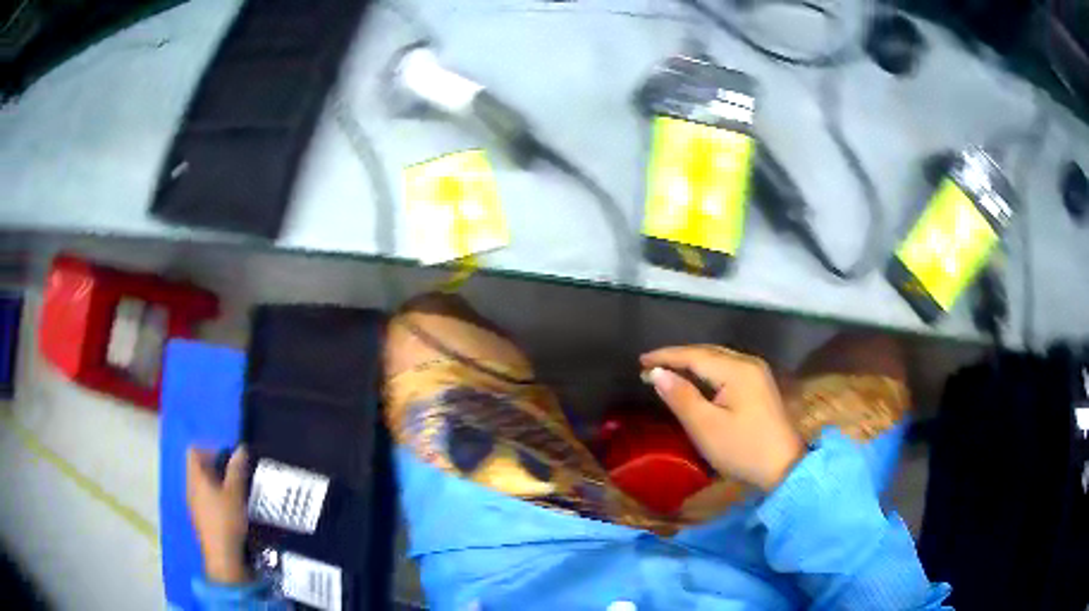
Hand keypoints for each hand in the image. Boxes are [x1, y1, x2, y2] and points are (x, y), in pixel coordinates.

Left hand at [186, 445, 249, 583]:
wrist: (222, 555)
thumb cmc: (227, 520)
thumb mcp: (235, 493)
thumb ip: (237, 470)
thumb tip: (240, 448)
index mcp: (196, 477)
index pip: (194, 452)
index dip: (210, 450)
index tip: (227, 460)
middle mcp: (190, 486)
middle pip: (197, 467)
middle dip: (215, 467)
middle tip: (234, 476)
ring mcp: (193, 503)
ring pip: (201, 484)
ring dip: (216, 483)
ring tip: (234, 493)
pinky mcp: (199, 517)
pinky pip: (203, 497)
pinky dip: (214, 496)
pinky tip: (229, 509)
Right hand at [641, 345, 804, 490]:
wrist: (784, 467)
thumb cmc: (742, 449)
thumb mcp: (706, 427)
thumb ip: (681, 397)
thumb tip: (658, 373)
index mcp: (737, 370)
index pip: (695, 355)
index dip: (666, 356)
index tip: (640, 362)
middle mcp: (749, 363)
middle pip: (707, 353)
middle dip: (677, 358)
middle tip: (649, 368)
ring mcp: (757, 373)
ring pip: (718, 359)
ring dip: (691, 364)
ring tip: (666, 372)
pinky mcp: (760, 385)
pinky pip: (727, 369)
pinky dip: (706, 372)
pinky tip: (695, 381)